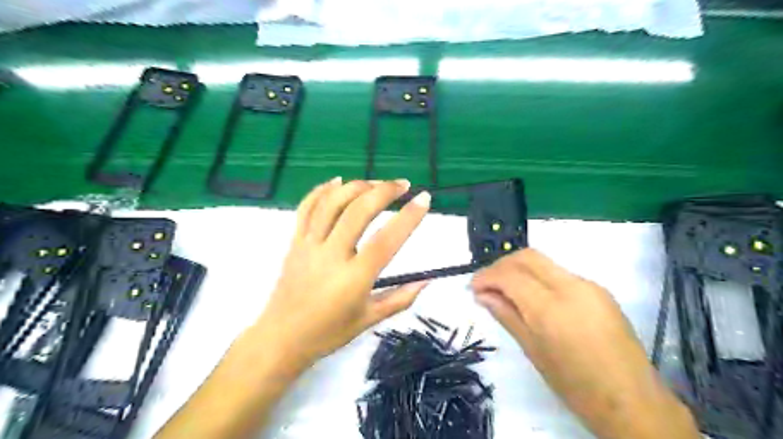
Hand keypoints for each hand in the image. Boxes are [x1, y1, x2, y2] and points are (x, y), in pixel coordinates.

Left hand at [255, 178, 429, 366]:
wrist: (281, 338)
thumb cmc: (328, 333)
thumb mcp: (369, 319)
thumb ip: (400, 298)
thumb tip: (427, 280)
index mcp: (353, 279)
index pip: (386, 241)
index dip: (408, 217)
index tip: (424, 199)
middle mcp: (331, 256)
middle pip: (358, 212)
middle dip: (383, 191)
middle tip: (403, 184)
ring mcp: (309, 245)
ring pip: (332, 204)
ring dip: (357, 186)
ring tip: (376, 182)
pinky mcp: (295, 242)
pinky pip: (306, 208)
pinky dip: (322, 190)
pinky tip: (338, 181)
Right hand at [470, 248, 695, 437]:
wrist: (634, 403)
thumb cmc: (577, 387)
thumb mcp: (534, 352)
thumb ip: (507, 316)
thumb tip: (483, 296)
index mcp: (551, 309)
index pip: (510, 275)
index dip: (486, 276)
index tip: (473, 288)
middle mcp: (572, 288)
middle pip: (528, 256)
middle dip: (501, 264)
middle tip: (487, 284)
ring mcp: (589, 286)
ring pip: (544, 263)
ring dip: (519, 270)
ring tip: (506, 291)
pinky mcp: (600, 290)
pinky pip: (560, 274)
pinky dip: (538, 278)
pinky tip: (532, 297)